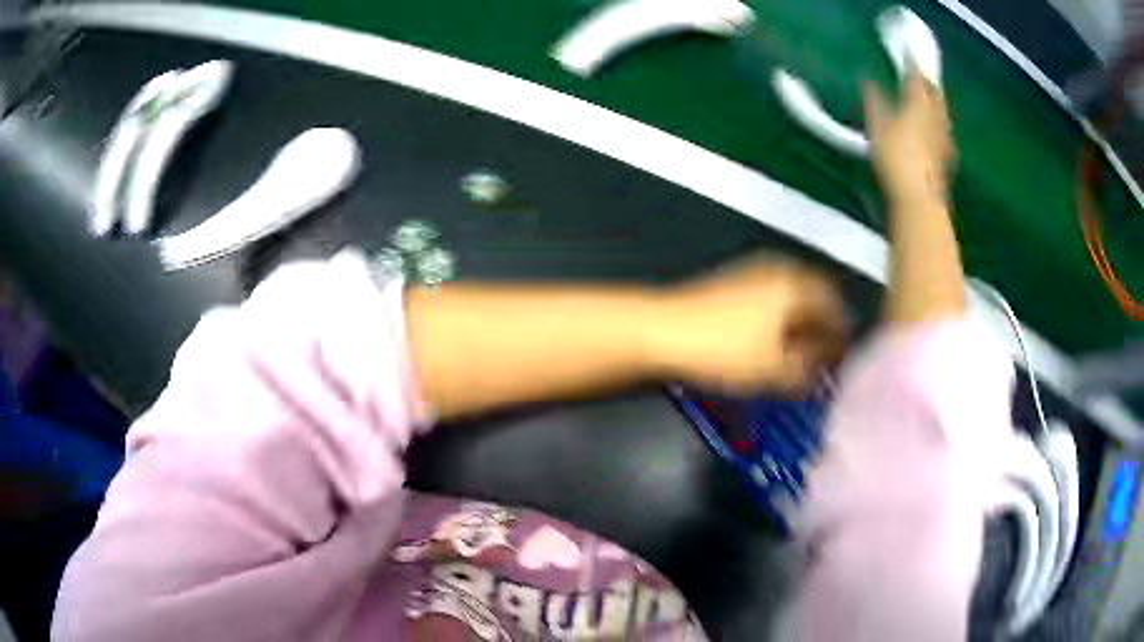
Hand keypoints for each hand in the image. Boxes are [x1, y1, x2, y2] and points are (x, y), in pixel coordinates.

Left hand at [652, 257, 846, 394]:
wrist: (660, 331)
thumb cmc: (723, 351)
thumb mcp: (773, 370)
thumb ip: (806, 371)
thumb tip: (823, 371)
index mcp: (795, 287)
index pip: (834, 305)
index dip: (842, 334)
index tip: (843, 358)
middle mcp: (779, 271)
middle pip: (814, 297)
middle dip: (823, 327)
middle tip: (825, 356)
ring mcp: (752, 273)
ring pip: (792, 296)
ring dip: (801, 323)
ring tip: (801, 353)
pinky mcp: (731, 283)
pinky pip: (771, 298)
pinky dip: (780, 318)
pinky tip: (771, 341)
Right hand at [863, 66, 953, 207]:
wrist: (919, 199)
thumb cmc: (896, 158)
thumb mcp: (877, 125)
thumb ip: (874, 101)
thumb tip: (868, 81)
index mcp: (919, 105)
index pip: (916, 77)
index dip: (911, 62)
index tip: (908, 51)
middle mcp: (936, 118)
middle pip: (935, 94)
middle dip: (928, 82)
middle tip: (921, 75)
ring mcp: (944, 139)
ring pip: (942, 113)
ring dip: (936, 103)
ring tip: (930, 99)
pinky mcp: (947, 158)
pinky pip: (945, 133)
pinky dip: (939, 125)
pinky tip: (938, 131)